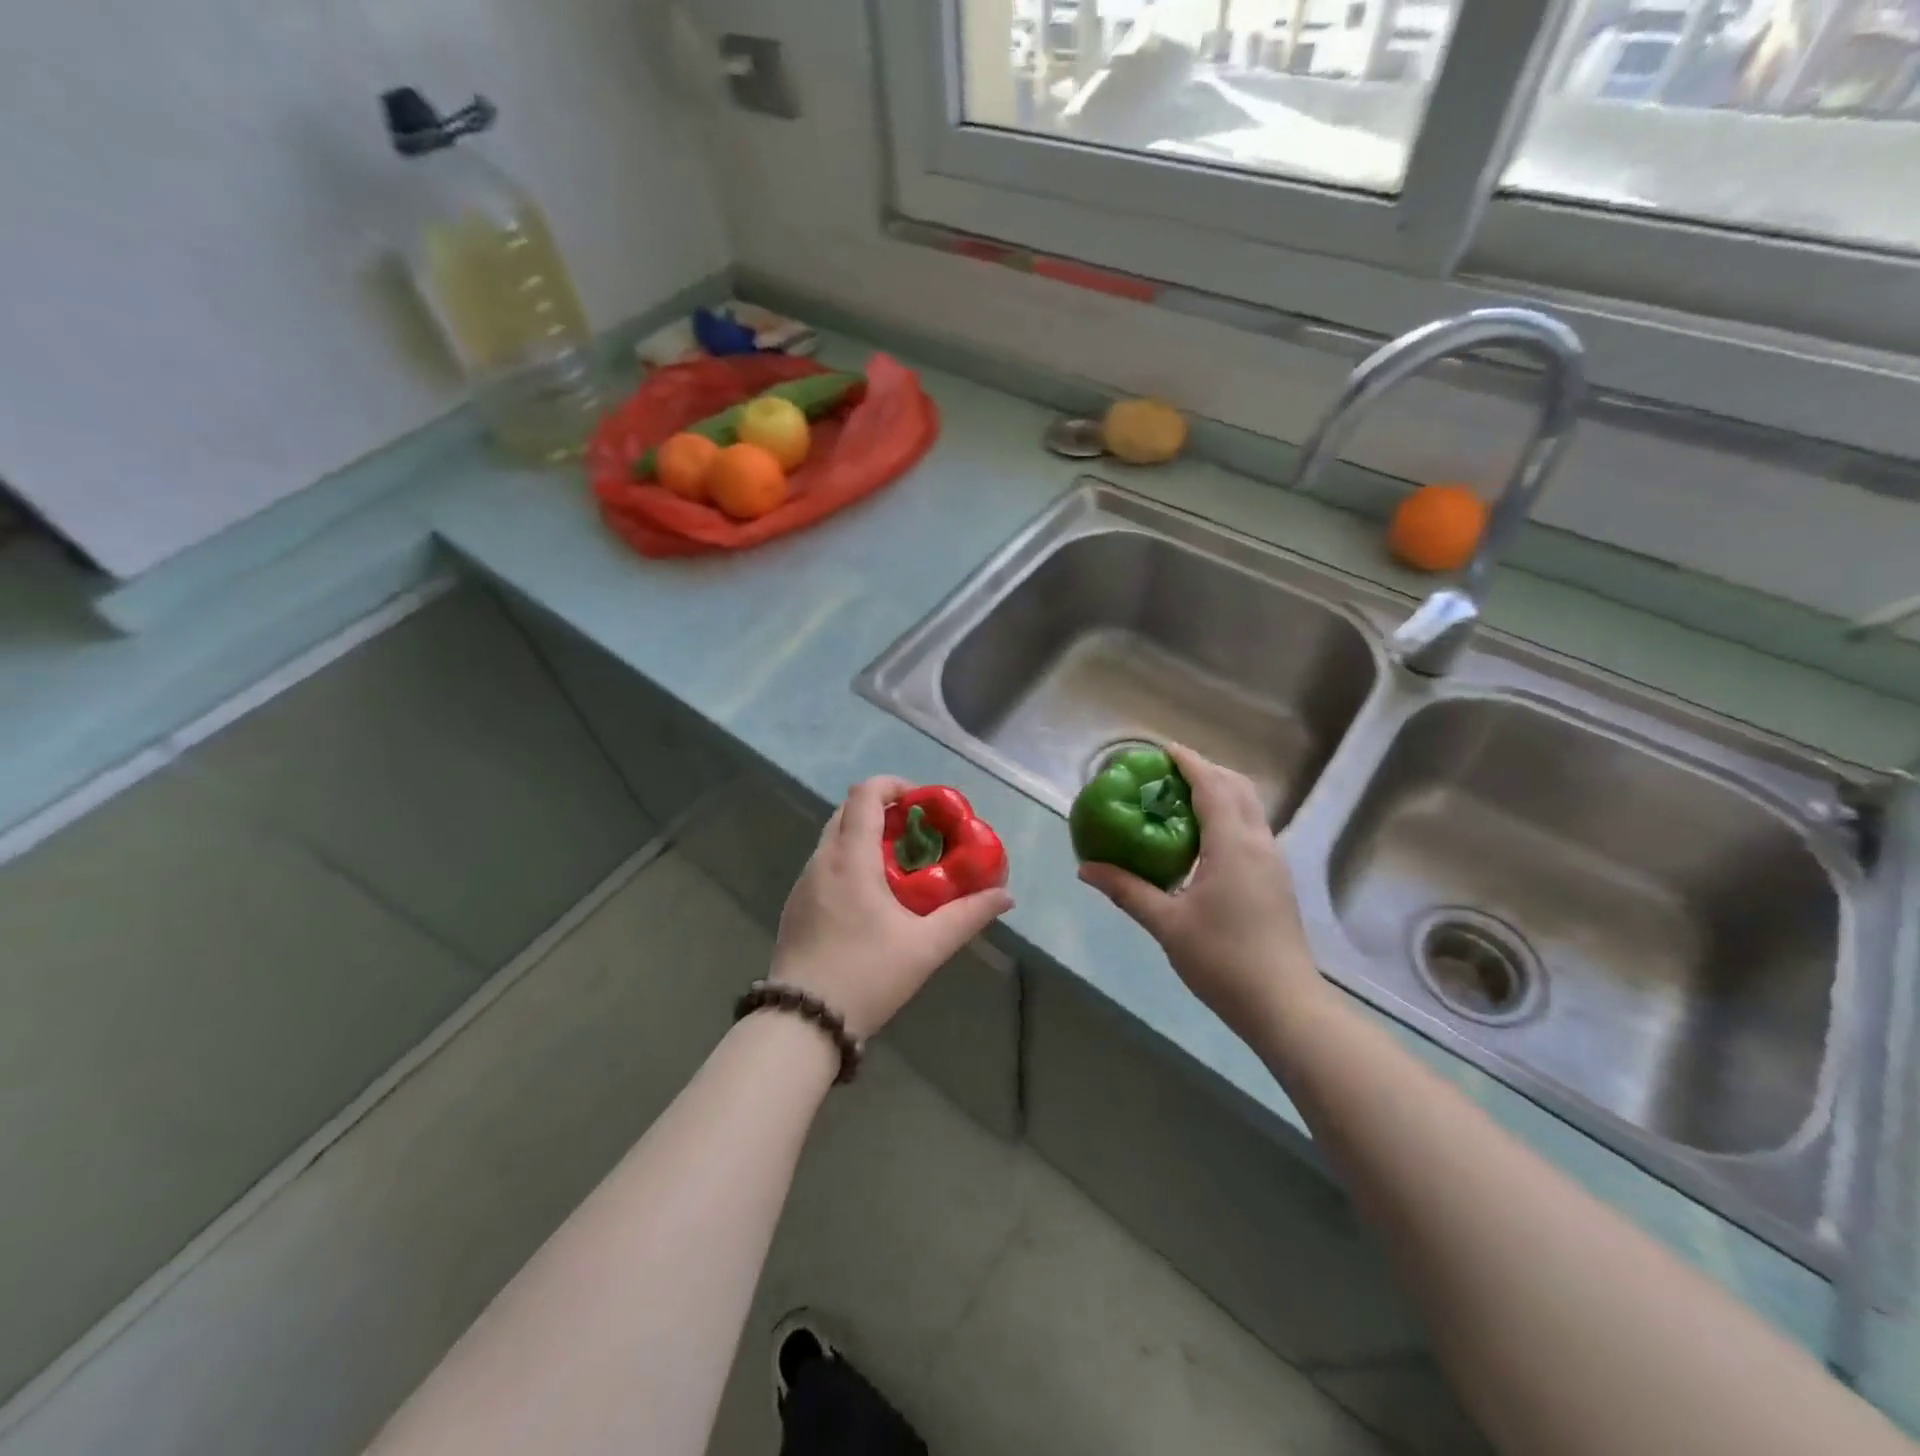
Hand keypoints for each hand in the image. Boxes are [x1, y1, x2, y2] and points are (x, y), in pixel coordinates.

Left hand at [772, 776, 1015, 1040]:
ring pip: (835, 837)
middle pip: (849, 810)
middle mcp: (822, 860)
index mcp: (850, 858)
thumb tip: (1005, 896)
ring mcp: (804, 882)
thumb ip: (968, 916)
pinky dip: (851, 860)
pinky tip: (873, 898)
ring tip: (901, 867)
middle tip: (919, 835)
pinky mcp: (796, 904)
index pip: (865, 793)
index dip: (895, 786)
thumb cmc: (866, 975)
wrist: (801, 1022)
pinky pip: (826, 864)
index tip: (924, 805)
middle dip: (885, 811)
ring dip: (867, 837)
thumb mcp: (926, 947)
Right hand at [1078, 744, 1323, 1039]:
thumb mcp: (1167, 924)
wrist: (1284, 1005)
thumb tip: (1086, 869)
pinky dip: (1229, 815)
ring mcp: (1273, 861)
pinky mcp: (1276, 879)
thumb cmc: (1223, 960)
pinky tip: (1203, 839)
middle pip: (1237, 787)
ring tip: (1181, 800)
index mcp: (1232, 844)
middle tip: (1167, 774)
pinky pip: (1252, 828)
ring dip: (1220, 792)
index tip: (1162, 749)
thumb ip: (1127, 890)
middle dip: (1205, 771)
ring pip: (1249, 807)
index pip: (1212, 786)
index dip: (1189, 762)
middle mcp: (1258, 842)